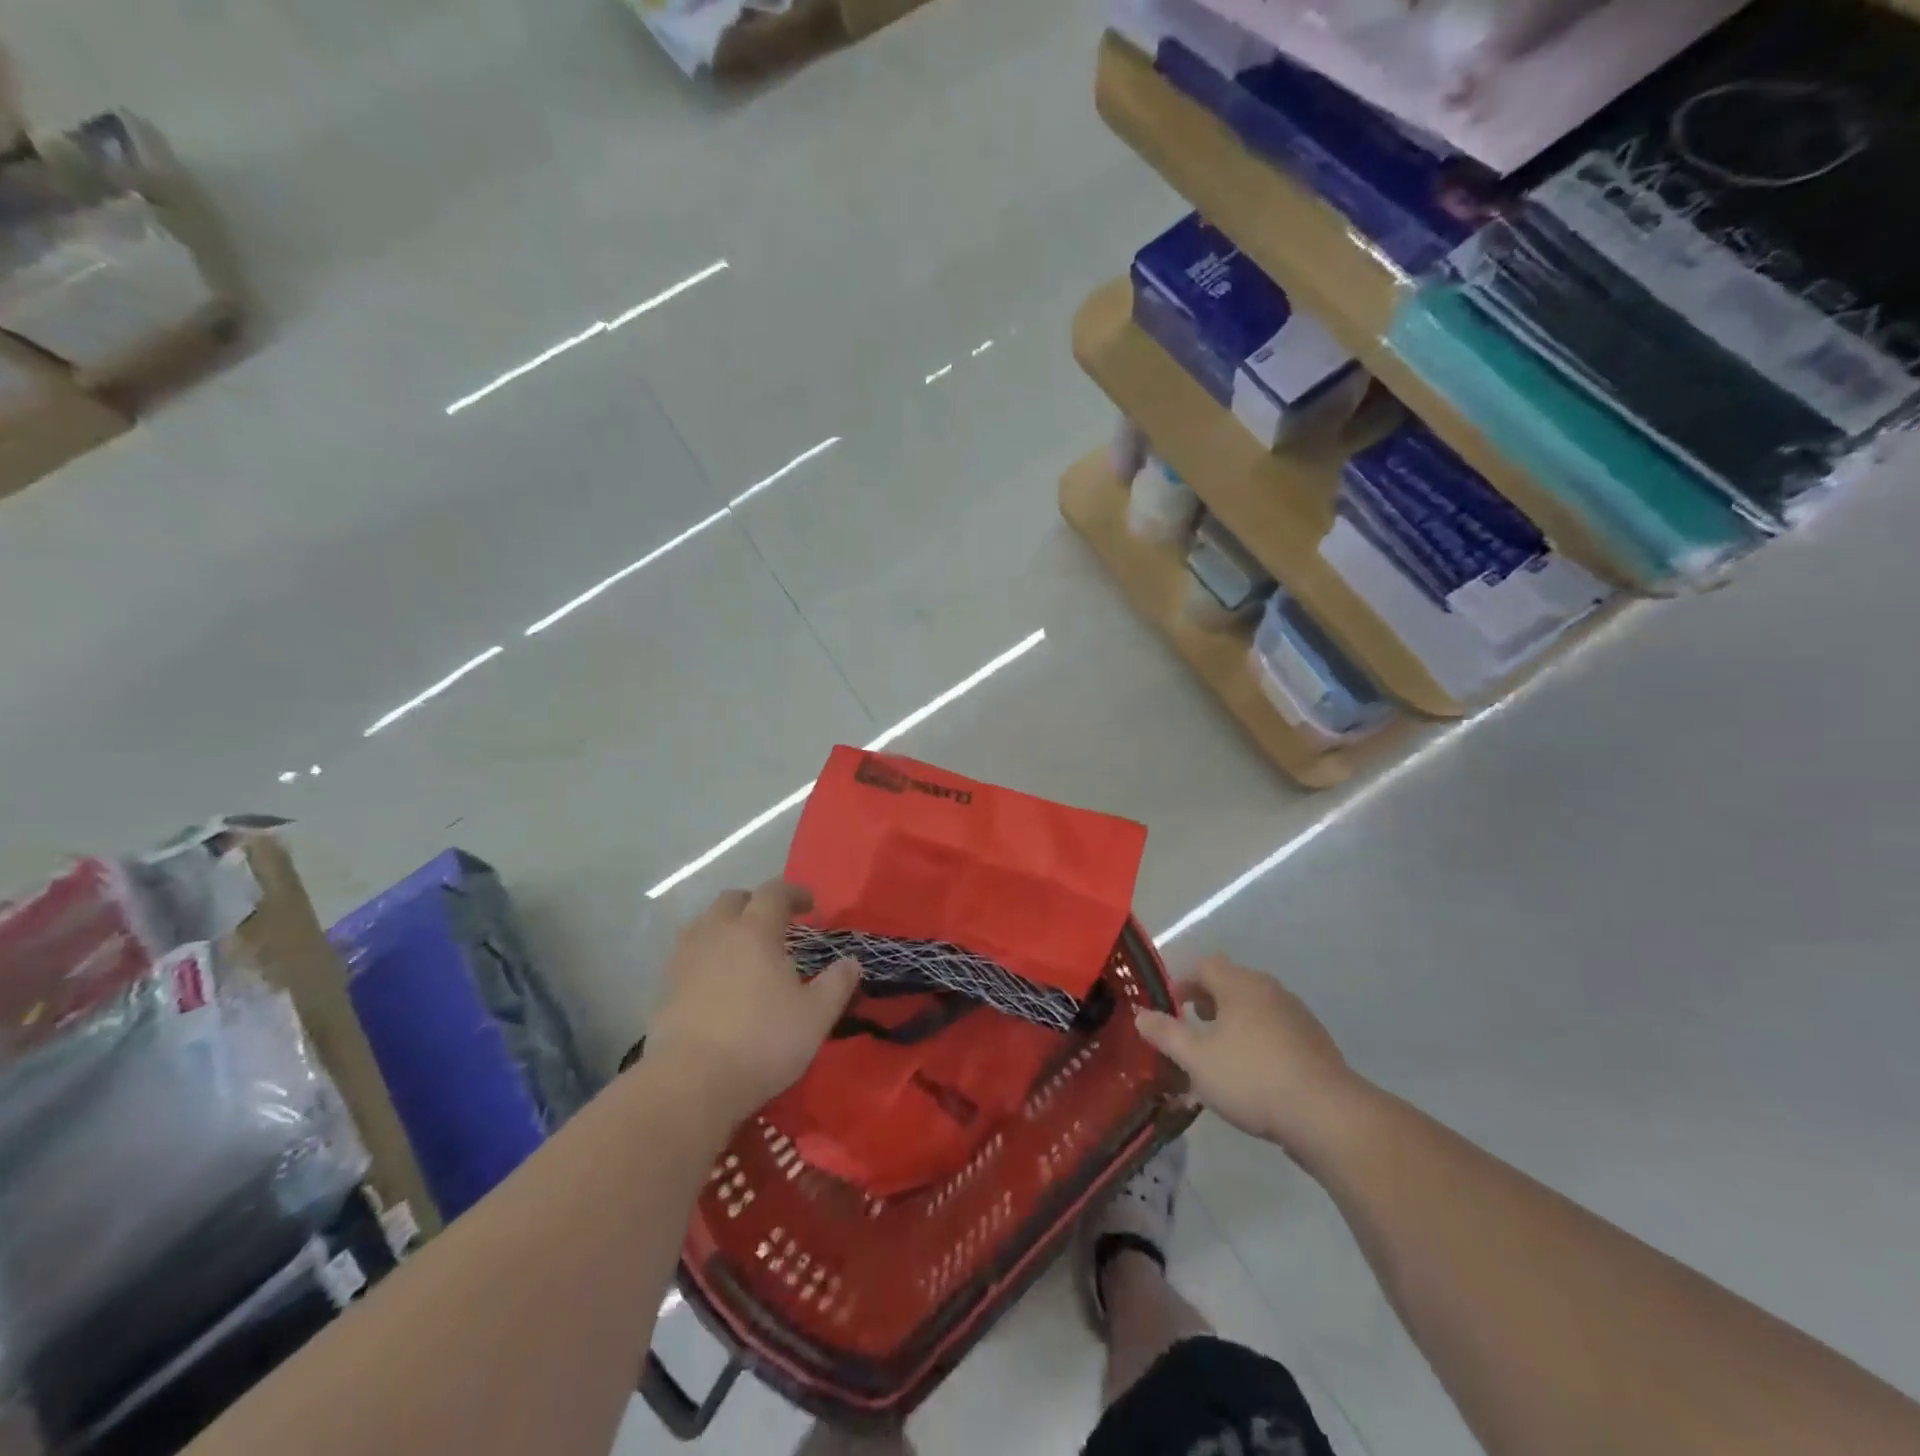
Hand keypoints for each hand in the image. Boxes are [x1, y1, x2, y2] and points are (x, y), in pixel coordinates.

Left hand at [644, 881, 859, 1127]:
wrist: (691, 1082)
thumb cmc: (763, 1041)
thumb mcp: (816, 1015)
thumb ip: (837, 983)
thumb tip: (851, 962)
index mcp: (755, 930)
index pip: (774, 892)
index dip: (794, 892)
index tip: (810, 905)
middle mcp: (718, 933)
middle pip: (733, 899)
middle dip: (755, 903)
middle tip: (774, 923)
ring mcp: (686, 959)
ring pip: (705, 923)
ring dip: (726, 925)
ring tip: (743, 948)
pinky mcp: (665, 987)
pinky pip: (689, 953)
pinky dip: (706, 954)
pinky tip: (717, 979)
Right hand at [1134, 956, 1368, 1154]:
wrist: (1327, 1116)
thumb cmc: (1252, 1078)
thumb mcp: (1196, 1058)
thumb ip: (1165, 1033)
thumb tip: (1141, 1014)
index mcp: (1239, 985)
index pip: (1204, 965)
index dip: (1182, 981)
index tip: (1169, 1006)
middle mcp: (1269, 990)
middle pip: (1231, 983)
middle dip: (1207, 1002)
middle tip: (1190, 1029)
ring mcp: (1297, 1015)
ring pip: (1255, 1008)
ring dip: (1233, 1022)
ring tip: (1219, 1055)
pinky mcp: (1315, 1043)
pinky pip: (1276, 1030)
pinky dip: (1258, 1041)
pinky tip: (1253, 1074)